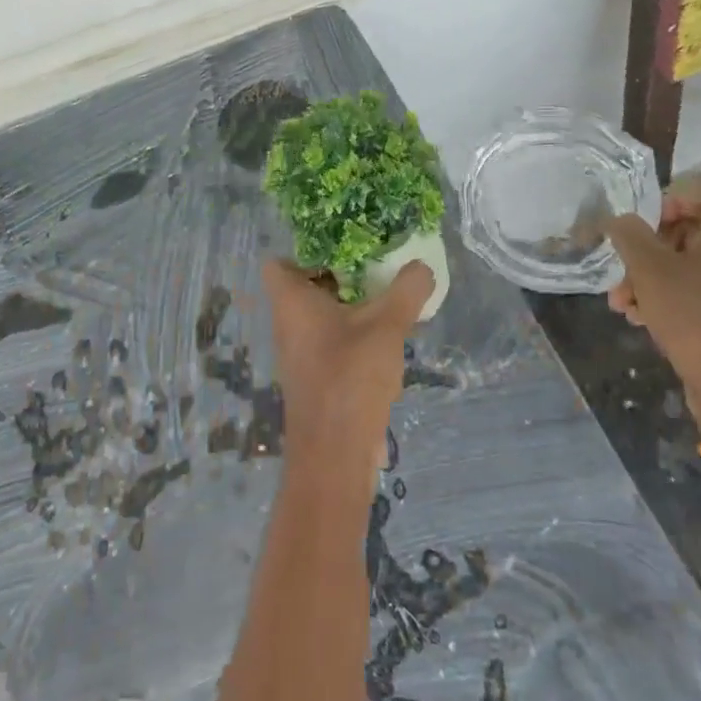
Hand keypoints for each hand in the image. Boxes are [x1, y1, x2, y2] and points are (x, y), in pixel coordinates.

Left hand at [264, 259, 433, 501]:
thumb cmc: (350, 377)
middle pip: (306, 286)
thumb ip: (407, 290)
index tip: (343, 245)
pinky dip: (355, 334)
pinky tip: (388, 338)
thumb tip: (422, 267)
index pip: (277, 262)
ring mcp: (300, 354)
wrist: (334, 454)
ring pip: (322, 315)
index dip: (304, 249)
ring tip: (390, 297)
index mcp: (291, 302)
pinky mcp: (316, 378)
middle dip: (341, 273)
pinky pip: (332, 342)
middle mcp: (288, 325)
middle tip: (377, 264)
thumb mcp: (386, 325)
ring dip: (353, 305)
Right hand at [606, 176, 700, 449]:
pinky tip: (648, 319)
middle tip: (626, 271)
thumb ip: (630, 235)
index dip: (671, 198)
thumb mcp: (648, 269)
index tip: (644, 226)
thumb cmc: (694, 313)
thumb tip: (621, 221)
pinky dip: (684, 294)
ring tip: (626, 304)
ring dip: (661, 276)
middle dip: (655, 248)